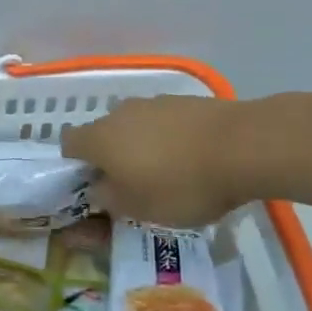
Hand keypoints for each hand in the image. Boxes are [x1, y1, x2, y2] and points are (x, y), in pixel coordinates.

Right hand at [60, 95, 246, 227]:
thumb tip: (97, 189)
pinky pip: (165, 123)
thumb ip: (108, 199)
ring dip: (143, 147)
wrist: (243, 147)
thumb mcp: (138, 208)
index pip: (68, 144)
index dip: (75, 166)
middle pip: (104, 134)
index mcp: (100, 138)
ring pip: (136, 127)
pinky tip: (193, 159)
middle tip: (132, 187)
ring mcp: (154, 103)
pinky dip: (170, 139)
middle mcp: (120, 113)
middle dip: (112, 158)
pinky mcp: (186, 102)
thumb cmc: (181, 184)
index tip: (93, 188)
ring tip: (169, 174)